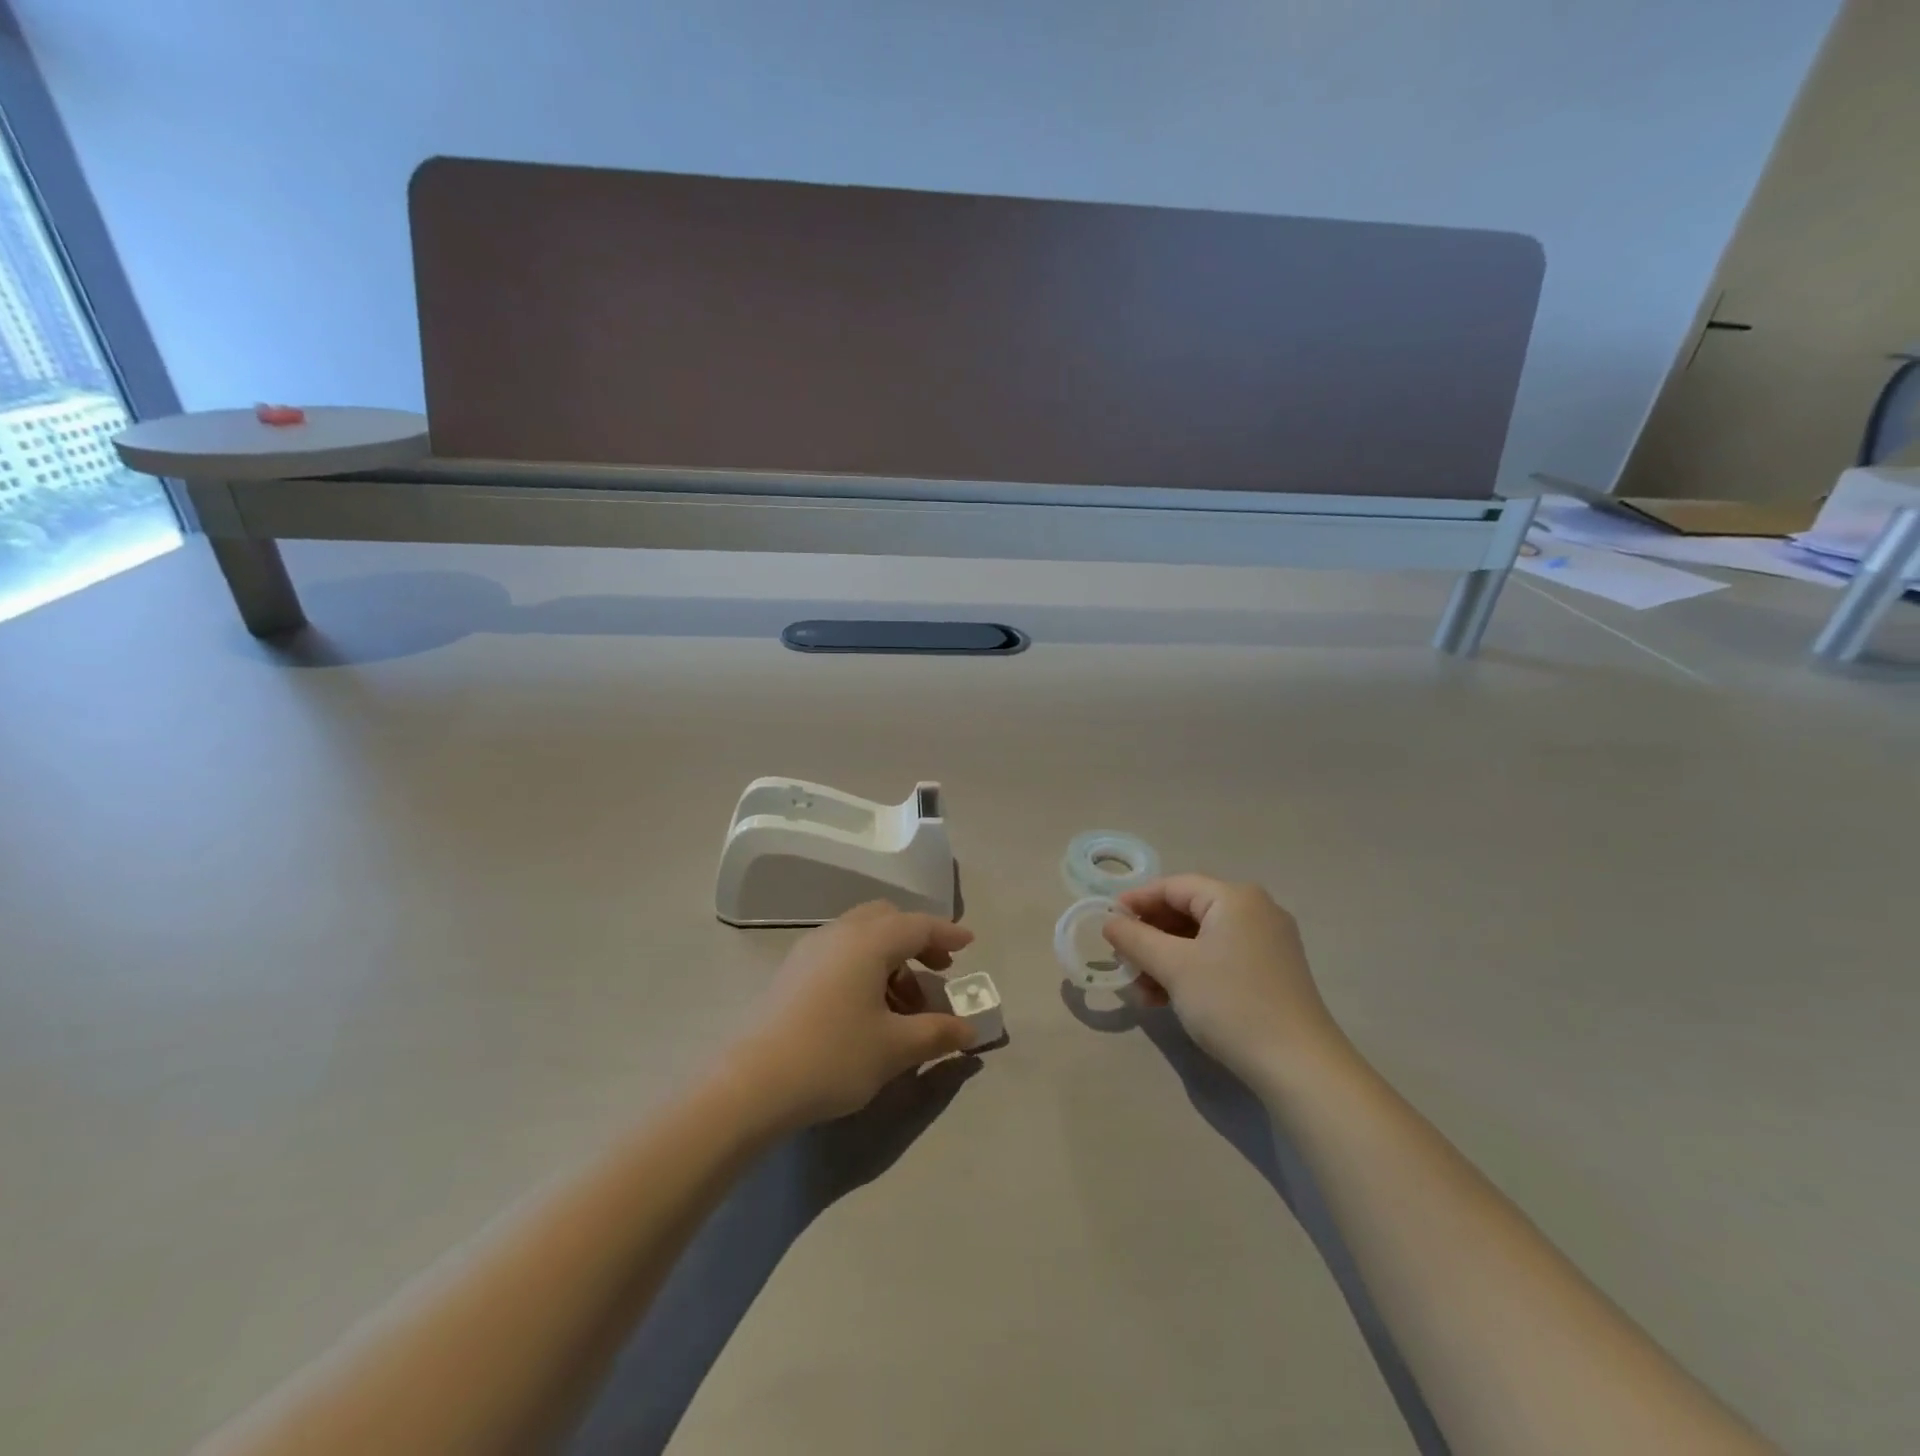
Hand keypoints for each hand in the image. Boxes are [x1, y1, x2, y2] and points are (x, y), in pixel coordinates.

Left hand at [729, 902, 977, 1126]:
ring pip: (861, 937)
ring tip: (905, 1004)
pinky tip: (867, 1008)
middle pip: (887, 920)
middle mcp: (839, 933)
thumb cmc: (833, 1056)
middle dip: (917, 940)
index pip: (918, 925)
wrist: (752, 1083)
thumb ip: (937, 1033)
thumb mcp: (895, 1048)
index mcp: (869, 941)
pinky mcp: (792, 972)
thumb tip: (969, 1030)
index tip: (969, 943)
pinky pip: (840, 953)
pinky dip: (864, 966)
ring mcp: (810, 950)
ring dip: (890, 958)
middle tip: (937, 971)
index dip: (947, 934)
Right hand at [1103, 875, 1347, 1085]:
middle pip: (1188, 911)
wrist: (1299, 1066)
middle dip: (1151, 936)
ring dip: (1166, 960)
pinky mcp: (1271, 973)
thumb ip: (1136, 938)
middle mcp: (1255, 911)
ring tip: (1141, 990)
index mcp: (1235, 898)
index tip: (1107, 921)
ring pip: (1201, 939)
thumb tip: (1109, 921)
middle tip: (1122, 959)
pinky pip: (1219, 958)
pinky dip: (1190, 972)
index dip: (1137, 900)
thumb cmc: (1231, 1003)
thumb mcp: (1174, 967)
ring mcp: (1267, 943)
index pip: (1174, 886)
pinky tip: (1166, 1000)